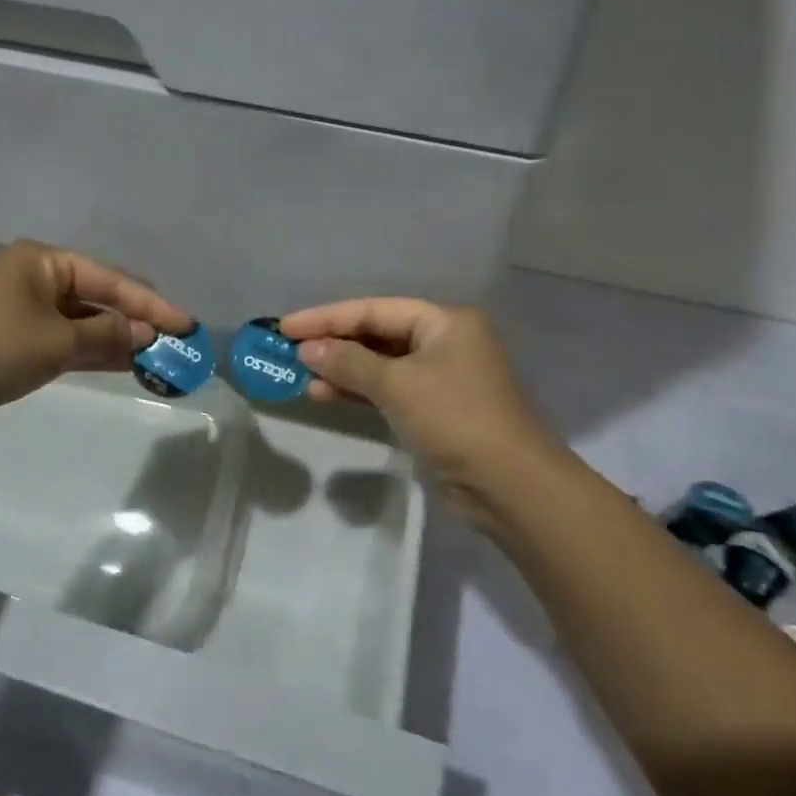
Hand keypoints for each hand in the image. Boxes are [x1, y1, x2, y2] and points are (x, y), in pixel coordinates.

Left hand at [0, 240, 192, 431]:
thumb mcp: (56, 342)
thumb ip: (106, 335)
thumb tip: (146, 333)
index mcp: (45, 262)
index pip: (112, 280)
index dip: (153, 305)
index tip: (187, 325)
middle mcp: (36, 277)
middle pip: (99, 296)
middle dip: (136, 321)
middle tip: (175, 344)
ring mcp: (22, 308)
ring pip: (81, 321)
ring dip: (115, 339)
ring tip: (156, 359)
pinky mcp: (11, 338)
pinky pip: (62, 339)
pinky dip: (89, 351)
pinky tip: (119, 365)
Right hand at [280, 299, 568, 524]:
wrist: (510, 486)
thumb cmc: (455, 418)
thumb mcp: (398, 385)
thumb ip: (349, 362)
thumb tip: (307, 349)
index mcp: (445, 321)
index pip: (375, 309)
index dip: (327, 317)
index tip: (286, 326)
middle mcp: (446, 341)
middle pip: (378, 334)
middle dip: (334, 343)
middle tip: (289, 351)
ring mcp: (442, 377)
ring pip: (381, 364)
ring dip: (343, 369)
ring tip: (302, 377)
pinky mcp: (436, 410)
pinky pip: (389, 390)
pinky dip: (360, 391)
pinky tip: (327, 395)